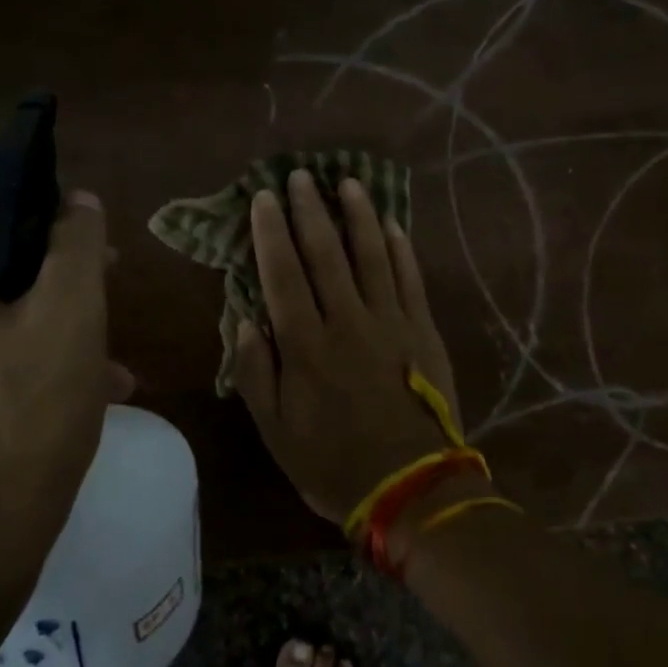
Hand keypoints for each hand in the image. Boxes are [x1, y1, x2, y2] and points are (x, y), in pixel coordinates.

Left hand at [0, 191, 131, 543]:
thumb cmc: (28, 411)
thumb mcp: (70, 312)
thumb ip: (76, 244)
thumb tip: (78, 200)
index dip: (45, 212)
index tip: (92, 232)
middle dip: (61, 277)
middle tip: (111, 286)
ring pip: (2, 321)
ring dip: (59, 326)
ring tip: (112, 353)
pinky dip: (39, 365)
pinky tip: (93, 392)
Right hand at [231, 169, 462, 526]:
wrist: (411, 490)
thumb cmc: (333, 463)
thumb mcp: (276, 431)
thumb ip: (256, 373)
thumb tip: (245, 320)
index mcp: (305, 345)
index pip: (282, 274)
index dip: (270, 232)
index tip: (263, 198)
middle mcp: (346, 321)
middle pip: (325, 253)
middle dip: (309, 210)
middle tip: (299, 176)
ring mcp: (390, 322)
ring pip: (371, 255)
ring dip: (357, 216)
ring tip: (347, 182)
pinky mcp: (422, 330)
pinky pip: (410, 279)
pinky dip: (400, 248)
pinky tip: (392, 224)